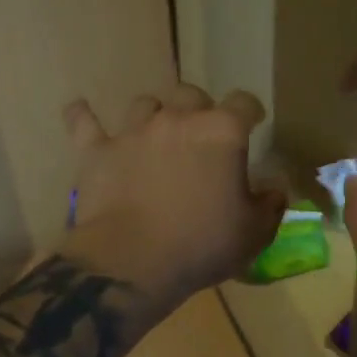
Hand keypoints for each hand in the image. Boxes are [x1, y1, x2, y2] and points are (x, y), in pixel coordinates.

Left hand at [58, 84, 285, 311]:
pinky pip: (84, 122)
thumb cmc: (201, 244)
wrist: (131, 262)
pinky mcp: (97, 150)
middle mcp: (178, 119)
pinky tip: (80, 110)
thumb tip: (276, 186)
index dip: (250, 111)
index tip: (253, 123)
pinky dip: (83, 115)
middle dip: (200, 109)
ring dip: (154, 115)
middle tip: (202, 136)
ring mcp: (133, 131)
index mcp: (222, 132)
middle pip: (191, 94)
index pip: (244, 102)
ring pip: (145, 104)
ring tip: (156, 134)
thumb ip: (270, 203)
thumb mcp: (254, 232)